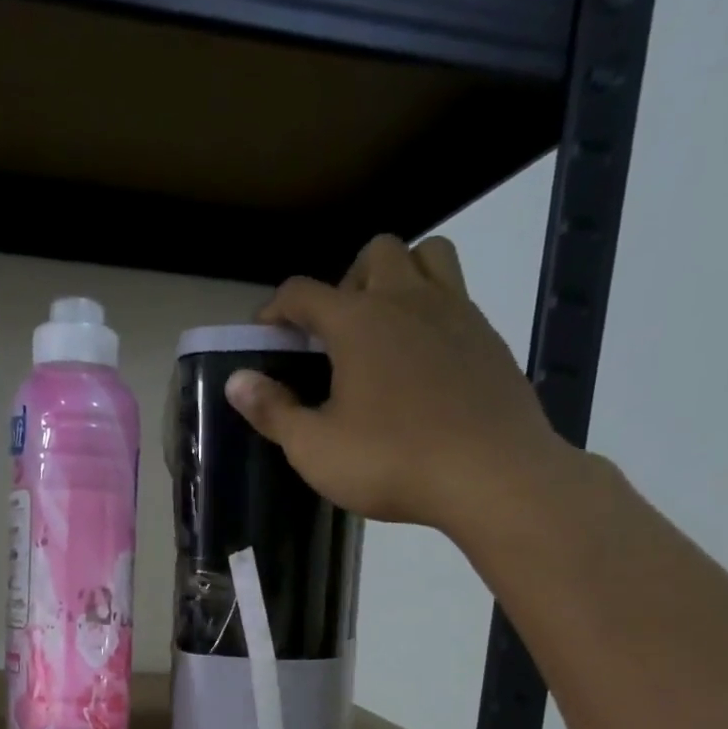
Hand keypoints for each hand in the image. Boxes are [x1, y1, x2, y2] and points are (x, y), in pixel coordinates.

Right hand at [226, 234, 572, 539]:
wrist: (491, 474)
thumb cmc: (391, 462)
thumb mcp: (315, 449)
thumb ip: (273, 411)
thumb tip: (237, 380)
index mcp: (358, 322)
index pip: (304, 292)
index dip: (277, 308)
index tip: (266, 334)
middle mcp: (407, 300)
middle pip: (374, 254)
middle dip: (346, 282)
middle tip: (336, 333)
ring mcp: (456, 312)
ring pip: (428, 256)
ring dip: (399, 276)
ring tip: (385, 328)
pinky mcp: (488, 337)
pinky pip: (458, 297)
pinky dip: (433, 310)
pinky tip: (425, 360)